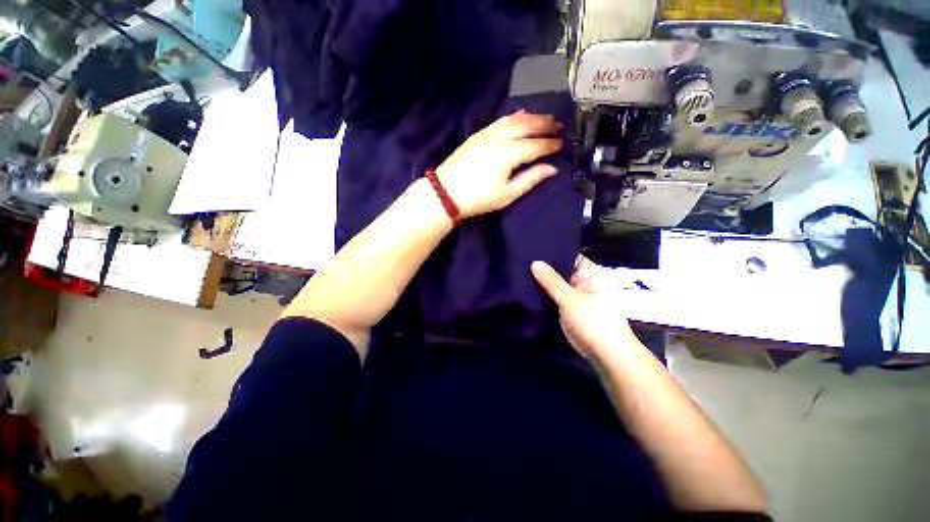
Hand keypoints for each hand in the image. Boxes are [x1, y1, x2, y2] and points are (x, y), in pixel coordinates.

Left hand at [436, 111, 563, 217]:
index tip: (561, 143)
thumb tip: (551, 169)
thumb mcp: (507, 194)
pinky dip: (513, 116)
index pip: (535, 145)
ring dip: (531, 117)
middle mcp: (499, 138)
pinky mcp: (477, 135)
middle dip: (544, 124)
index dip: (549, 144)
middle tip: (558, 125)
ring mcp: (487, 134)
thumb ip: (530, 179)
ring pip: (513, 120)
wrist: (446, 192)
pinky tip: (520, 114)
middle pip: (526, 126)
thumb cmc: (478, 198)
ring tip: (545, 117)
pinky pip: (499, 121)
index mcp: (508, 154)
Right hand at [531, 257, 641, 360]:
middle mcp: (584, 281)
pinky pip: (555, 295)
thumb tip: (535, 262)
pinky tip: (527, 288)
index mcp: (592, 273)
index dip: (552, 252)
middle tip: (522, 259)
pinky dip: (544, 293)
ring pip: (557, 283)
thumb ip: (551, 281)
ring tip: (520, 270)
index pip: (569, 255)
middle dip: (544, 267)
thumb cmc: (594, 322)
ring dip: (543, 281)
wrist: (606, 354)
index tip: (531, 249)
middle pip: (561, 269)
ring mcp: (576, 294)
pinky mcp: (570, 307)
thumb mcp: (570, 299)